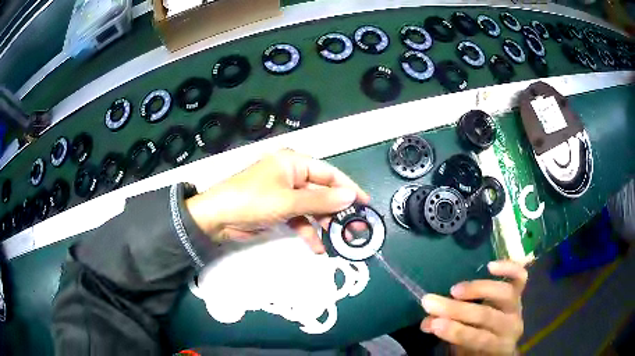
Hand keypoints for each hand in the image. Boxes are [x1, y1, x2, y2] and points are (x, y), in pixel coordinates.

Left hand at [186, 149, 369, 252]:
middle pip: (322, 191)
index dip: (348, 188)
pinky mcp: (279, 209)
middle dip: (337, 211)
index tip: (365, 204)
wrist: (217, 218)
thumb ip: (321, 200)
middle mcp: (291, 175)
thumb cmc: (252, 200)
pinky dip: (308, 231)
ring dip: (324, 224)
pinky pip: (299, 218)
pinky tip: (317, 247)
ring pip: (312, 207)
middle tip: (354, 228)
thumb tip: (351, 196)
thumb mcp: (288, 201)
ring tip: (340, 240)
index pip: (329, 173)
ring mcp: (285, 193)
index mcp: (293, 163)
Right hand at [420, 261, 526, 354]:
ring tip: (455, 289)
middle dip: (456, 309)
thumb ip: (448, 335)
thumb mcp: (462, 349)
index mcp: (497, 346)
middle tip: (431, 302)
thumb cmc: (478, 348)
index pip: (478, 338)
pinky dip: (508, 268)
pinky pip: (520, 277)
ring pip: (503, 293)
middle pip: (486, 315)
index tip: (433, 323)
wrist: (501, 340)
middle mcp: (511, 326)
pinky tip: (490, 266)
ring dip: (477, 290)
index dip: (456, 331)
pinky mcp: (519, 292)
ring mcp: (517, 307)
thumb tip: (427, 322)